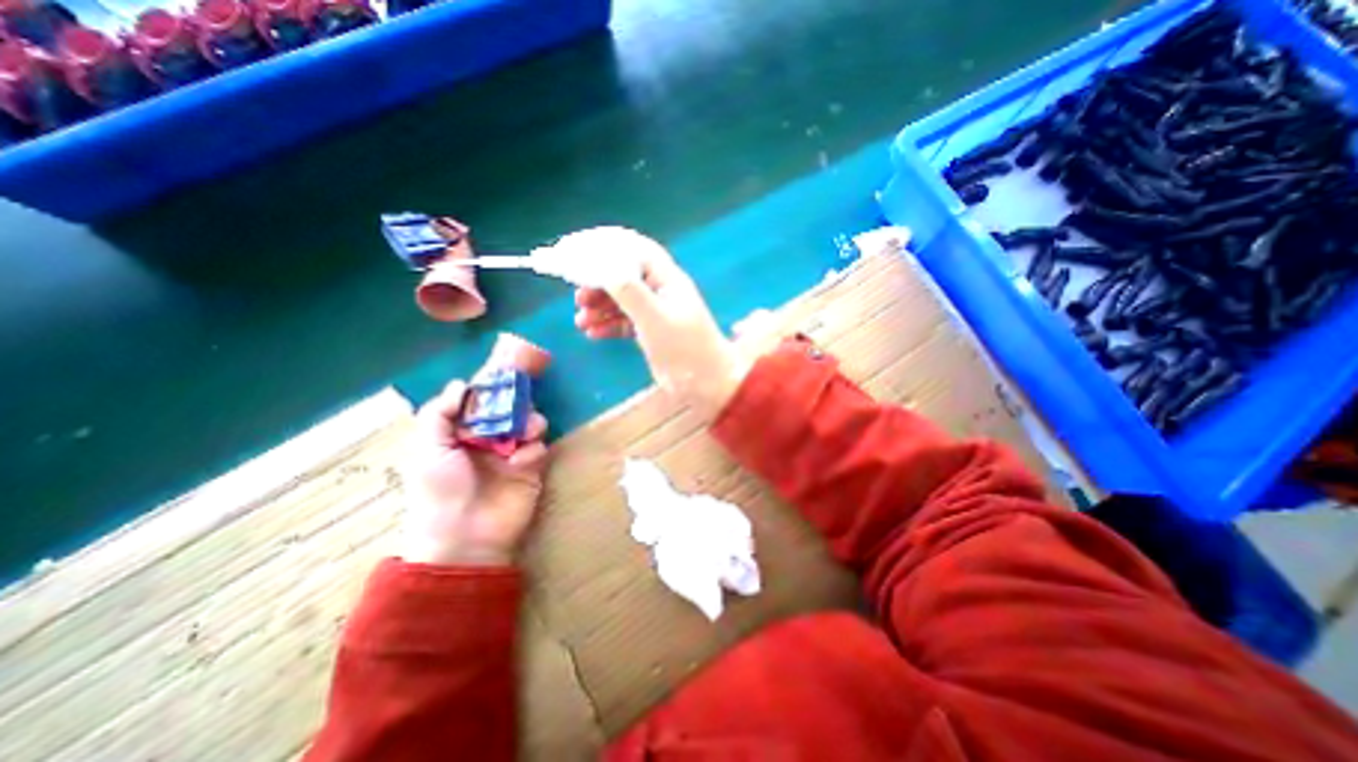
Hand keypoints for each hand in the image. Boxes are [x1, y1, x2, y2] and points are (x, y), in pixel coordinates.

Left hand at [400, 380, 547, 564]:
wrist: (465, 536)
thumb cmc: (440, 490)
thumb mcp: (428, 449)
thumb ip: (440, 413)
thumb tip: (461, 384)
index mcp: (461, 434)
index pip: (481, 403)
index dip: (492, 389)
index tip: (505, 374)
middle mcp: (488, 440)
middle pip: (510, 410)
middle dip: (517, 404)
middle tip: (519, 405)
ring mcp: (512, 454)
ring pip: (529, 424)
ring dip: (531, 422)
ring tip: (527, 431)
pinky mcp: (531, 469)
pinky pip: (539, 448)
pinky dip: (533, 450)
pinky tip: (522, 461)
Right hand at [565, 225, 752, 420]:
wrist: (706, 384)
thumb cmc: (684, 347)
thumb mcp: (654, 317)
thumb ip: (629, 291)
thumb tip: (600, 266)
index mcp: (667, 279)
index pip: (635, 250)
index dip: (607, 246)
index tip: (579, 252)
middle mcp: (662, 291)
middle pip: (625, 276)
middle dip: (599, 283)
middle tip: (578, 297)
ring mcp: (657, 313)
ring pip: (623, 301)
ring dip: (600, 307)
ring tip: (580, 319)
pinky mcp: (653, 333)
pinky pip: (625, 322)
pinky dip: (608, 325)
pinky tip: (592, 334)